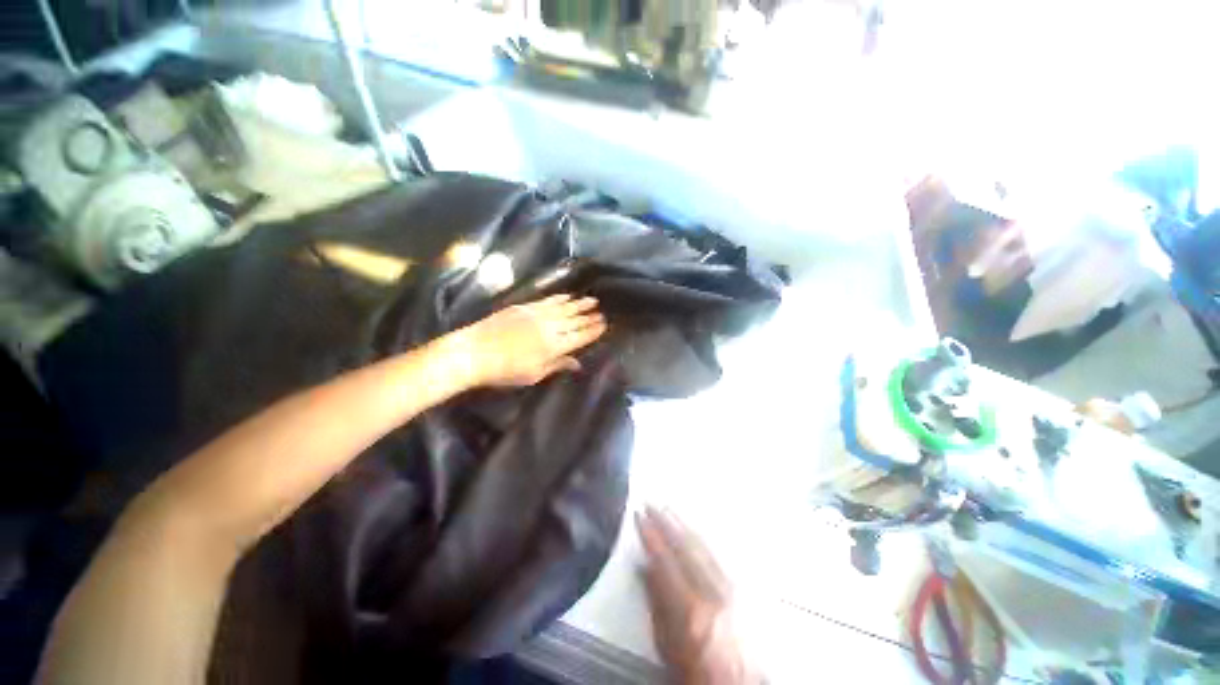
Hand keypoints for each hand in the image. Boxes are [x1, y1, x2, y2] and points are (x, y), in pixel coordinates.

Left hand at [454, 294, 606, 387]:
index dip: (593, 331)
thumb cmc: (505, 371)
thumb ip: (557, 365)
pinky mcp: (524, 307)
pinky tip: (567, 296)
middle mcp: (549, 327)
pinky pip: (547, 300)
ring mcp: (536, 314)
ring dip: (578, 304)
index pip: (580, 337)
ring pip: (563, 307)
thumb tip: (577, 363)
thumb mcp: (534, 375)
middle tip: (601, 312)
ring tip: (592, 299)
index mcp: (553, 347)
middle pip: (574, 320)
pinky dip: (559, 298)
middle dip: (589, 316)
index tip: (604, 325)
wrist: (474, 352)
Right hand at [636, 507, 756, 684]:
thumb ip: (655, 604)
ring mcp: (733, 589)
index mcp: (691, 610)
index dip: (650, 535)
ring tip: (669, 508)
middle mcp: (715, 594)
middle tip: (652, 503)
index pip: (665, 560)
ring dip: (684, 524)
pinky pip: (720, 554)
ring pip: (704, 546)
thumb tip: (644, 567)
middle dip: (666, 521)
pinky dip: (704, 537)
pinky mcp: (744, 590)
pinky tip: (695, 527)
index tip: (639, 517)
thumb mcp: (667, 646)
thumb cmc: (697, 674)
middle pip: (686, 547)